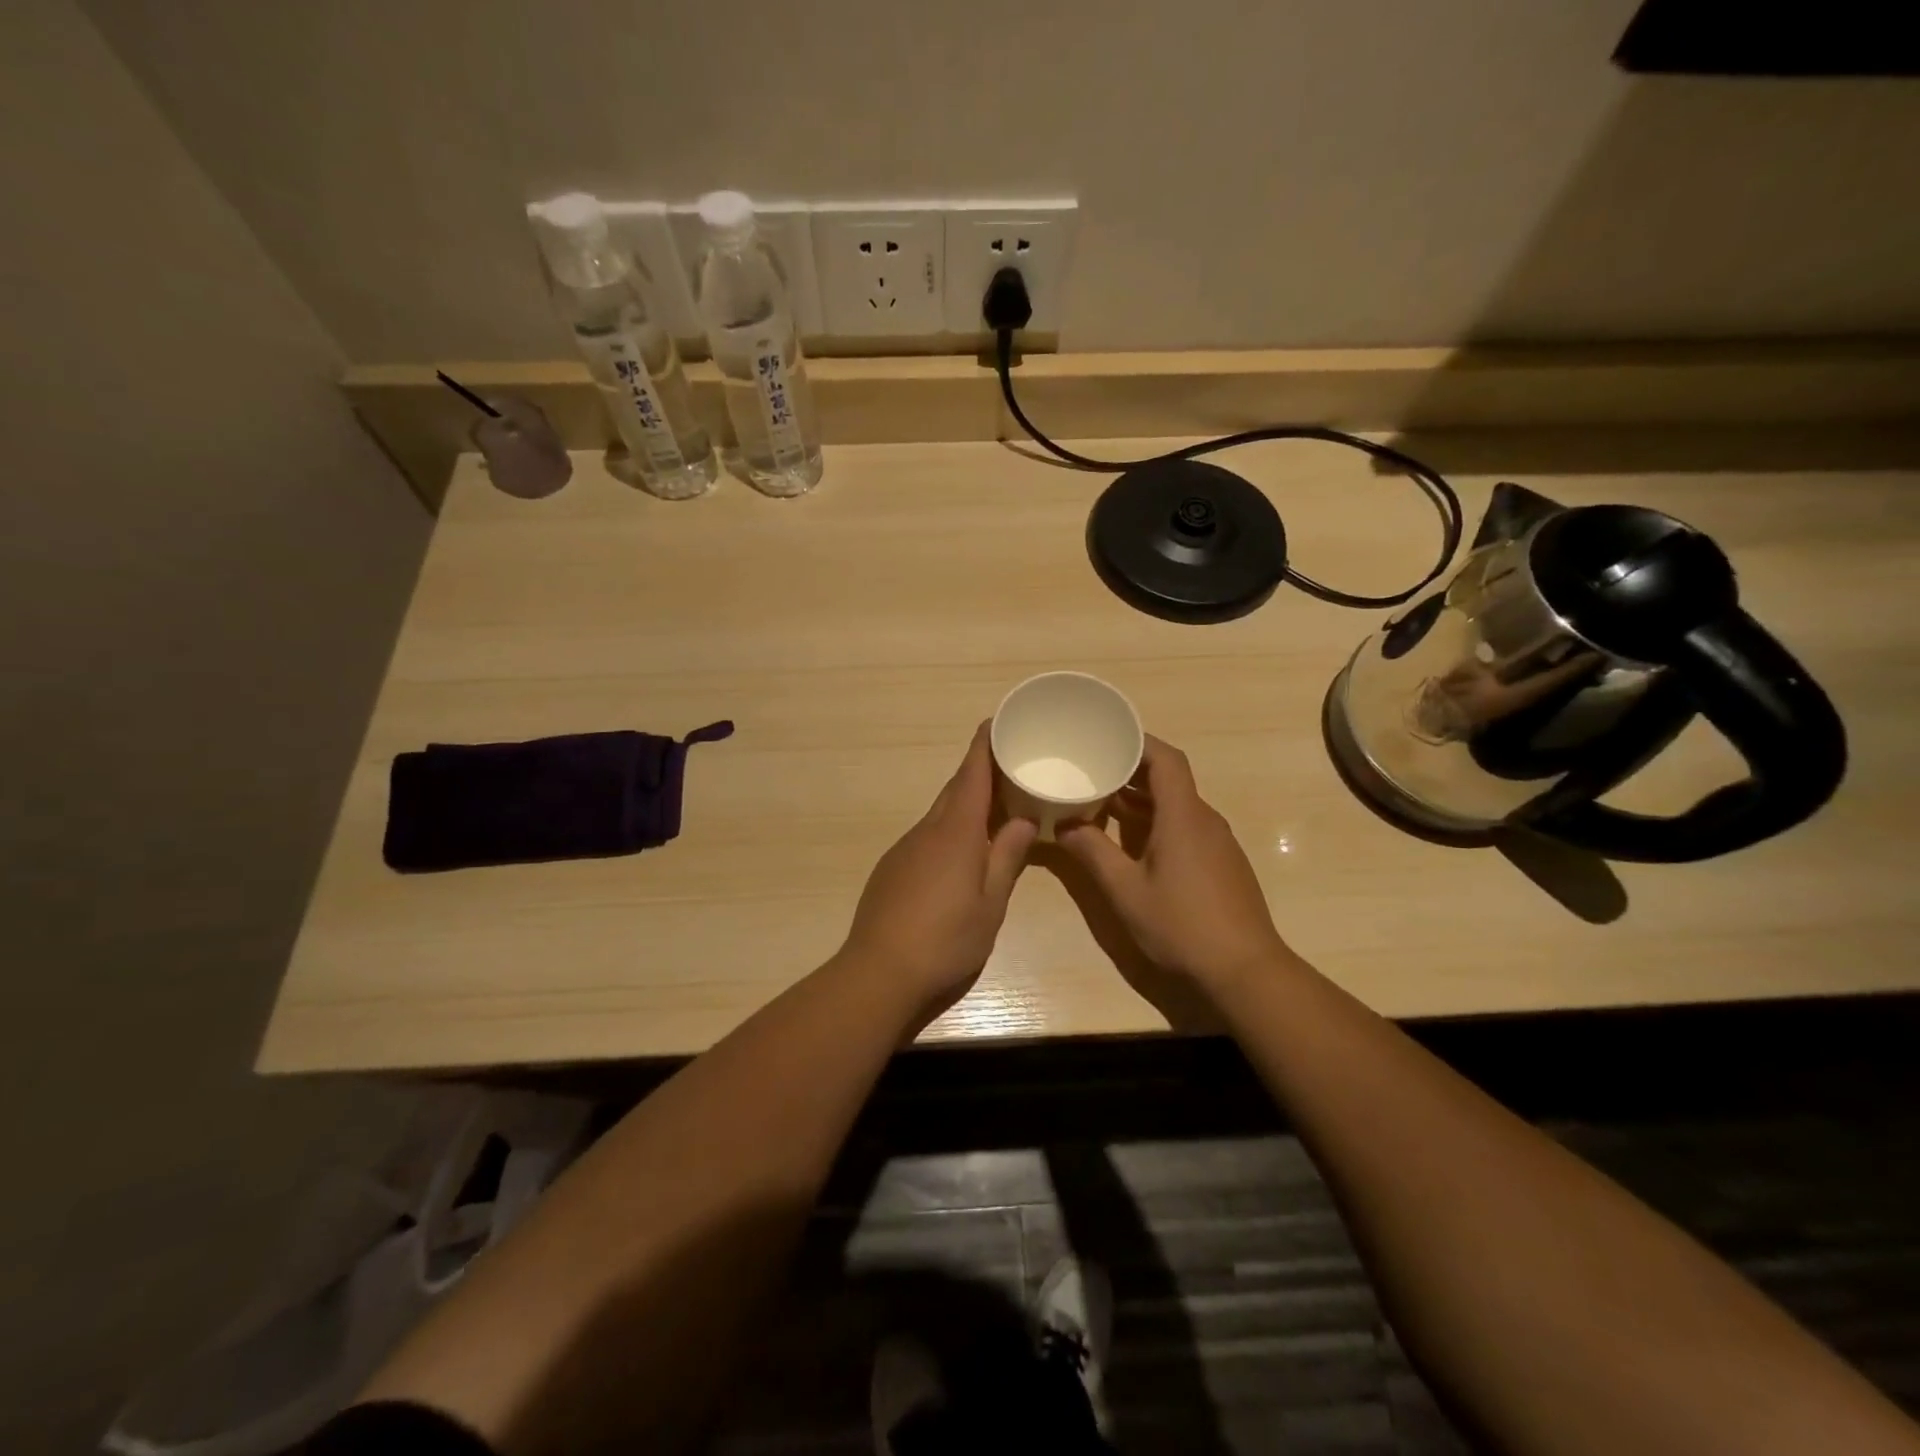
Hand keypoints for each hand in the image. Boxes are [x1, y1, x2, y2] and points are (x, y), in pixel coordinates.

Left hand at [840, 723, 1037, 1023]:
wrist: (878, 972)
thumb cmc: (945, 939)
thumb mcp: (991, 904)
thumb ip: (1006, 858)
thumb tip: (1024, 821)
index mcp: (956, 832)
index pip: (971, 775)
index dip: (984, 745)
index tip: (996, 722)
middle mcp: (927, 830)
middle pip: (955, 789)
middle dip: (980, 773)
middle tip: (1009, 767)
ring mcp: (905, 848)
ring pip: (940, 814)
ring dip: (966, 804)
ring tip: (994, 810)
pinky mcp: (892, 868)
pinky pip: (927, 836)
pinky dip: (948, 830)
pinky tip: (961, 854)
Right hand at [1058, 735, 1291, 991]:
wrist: (1246, 971)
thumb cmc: (1182, 925)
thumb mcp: (1125, 890)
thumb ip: (1092, 852)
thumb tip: (1063, 824)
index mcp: (1183, 816)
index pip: (1165, 759)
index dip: (1138, 742)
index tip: (1106, 737)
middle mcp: (1204, 820)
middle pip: (1169, 780)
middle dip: (1130, 771)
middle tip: (1092, 770)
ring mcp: (1218, 843)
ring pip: (1177, 806)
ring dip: (1141, 800)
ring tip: (1102, 804)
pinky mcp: (1221, 864)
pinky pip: (1186, 827)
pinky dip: (1157, 823)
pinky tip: (1132, 844)